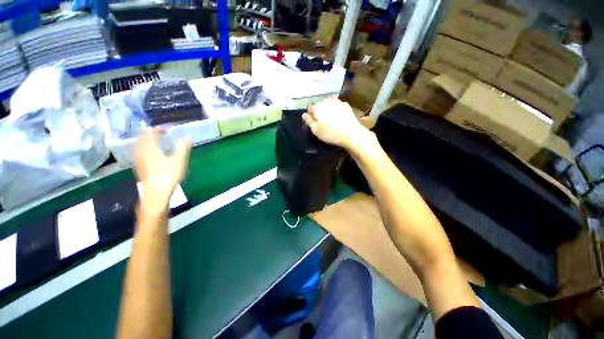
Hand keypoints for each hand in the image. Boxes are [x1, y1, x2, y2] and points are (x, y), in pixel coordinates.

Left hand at [134, 129, 190, 209]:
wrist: (156, 193)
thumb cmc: (167, 175)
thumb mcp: (178, 160)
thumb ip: (182, 147)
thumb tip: (188, 137)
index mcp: (149, 147)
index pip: (149, 132)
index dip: (157, 129)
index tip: (167, 130)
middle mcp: (140, 151)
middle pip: (142, 137)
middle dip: (151, 134)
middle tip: (162, 134)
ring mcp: (138, 160)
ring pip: (140, 145)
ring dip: (149, 141)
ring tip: (159, 143)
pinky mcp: (140, 167)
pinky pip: (140, 152)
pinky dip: (147, 149)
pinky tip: (154, 155)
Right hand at [302, 99, 370, 149]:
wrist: (351, 133)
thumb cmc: (331, 133)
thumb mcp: (316, 131)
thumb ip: (308, 121)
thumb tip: (303, 114)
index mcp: (318, 107)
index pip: (310, 108)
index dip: (311, 116)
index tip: (314, 123)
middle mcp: (326, 101)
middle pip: (319, 105)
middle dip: (319, 111)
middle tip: (322, 122)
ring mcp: (337, 102)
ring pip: (328, 104)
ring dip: (327, 109)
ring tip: (330, 120)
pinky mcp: (346, 105)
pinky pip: (337, 105)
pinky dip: (336, 109)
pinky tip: (338, 117)